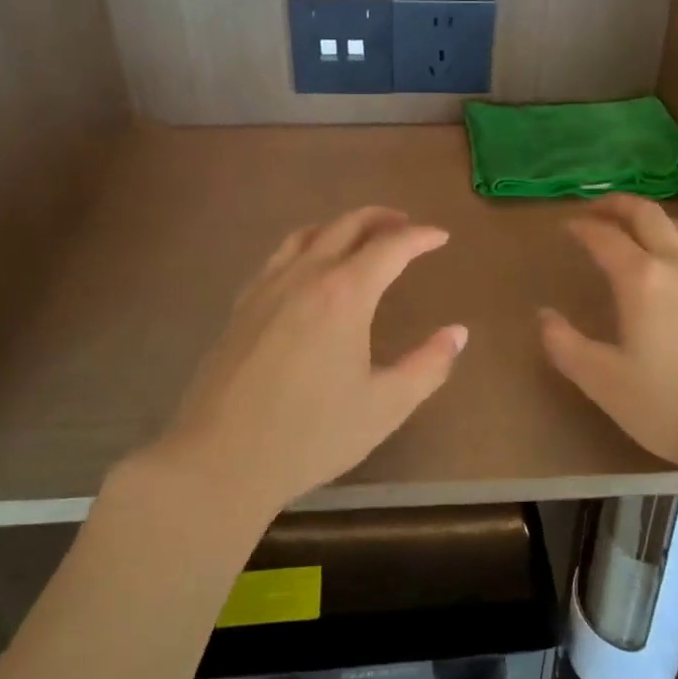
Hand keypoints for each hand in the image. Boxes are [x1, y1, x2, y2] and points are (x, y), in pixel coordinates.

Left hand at [152, 207, 466, 513]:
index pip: (390, 247)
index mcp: (344, 294)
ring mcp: (266, 287)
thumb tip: (457, 333)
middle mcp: (304, 276)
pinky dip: (305, 246)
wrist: (220, 459)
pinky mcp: (241, 306)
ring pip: (307, 234)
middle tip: (406, 226)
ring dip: (340, 226)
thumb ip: (428, 366)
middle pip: (346, 226)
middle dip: (381, 219)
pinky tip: (307, 269)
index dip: (420, 237)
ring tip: (360, 237)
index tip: (441, 236)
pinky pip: (278, 257)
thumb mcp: (385, 407)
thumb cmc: (311, 434)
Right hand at [539, 195, 677, 482]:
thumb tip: (544, 316)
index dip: (583, 227)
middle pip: (649, 215)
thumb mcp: (604, 382)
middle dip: (620, 205)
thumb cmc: (671, 406)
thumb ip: (567, 346)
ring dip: (656, 220)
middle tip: (598, 208)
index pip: (606, 237)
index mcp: (642, 280)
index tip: (567, 226)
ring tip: (639, 230)